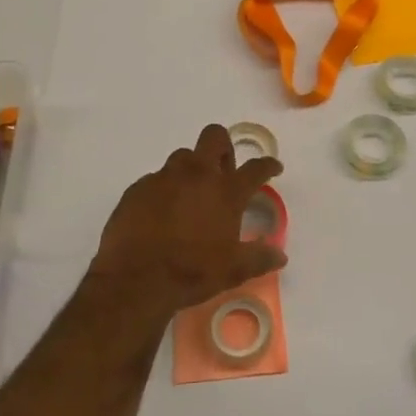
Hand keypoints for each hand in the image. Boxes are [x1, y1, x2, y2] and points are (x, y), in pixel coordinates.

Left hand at [89, 125, 286, 315]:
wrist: (134, 279)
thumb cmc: (191, 272)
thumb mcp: (233, 270)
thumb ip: (259, 258)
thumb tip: (280, 255)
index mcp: (226, 191)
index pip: (255, 168)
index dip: (268, 165)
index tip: (273, 167)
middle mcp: (196, 174)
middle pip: (214, 136)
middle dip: (223, 147)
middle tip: (224, 172)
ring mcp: (164, 177)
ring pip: (183, 156)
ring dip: (192, 169)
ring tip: (190, 195)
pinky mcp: (138, 187)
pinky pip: (156, 178)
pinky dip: (164, 189)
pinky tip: (161, 212)